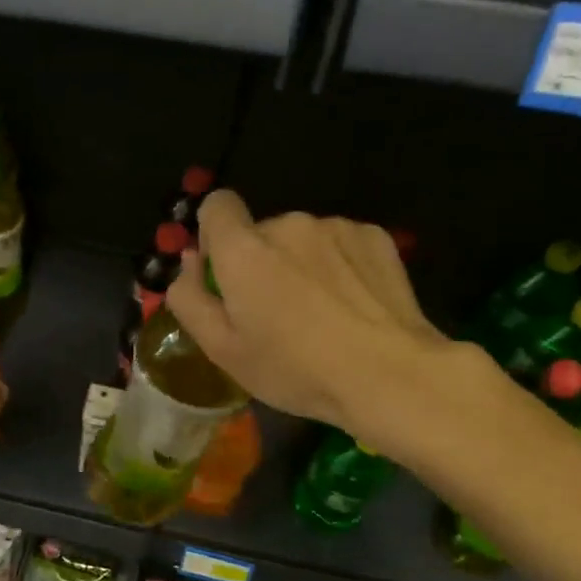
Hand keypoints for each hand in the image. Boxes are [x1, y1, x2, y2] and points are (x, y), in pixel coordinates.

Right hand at [164, 190, 469, 456]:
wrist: (390, 375)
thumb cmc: (295, 369)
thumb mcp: (222, 349)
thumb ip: (189, 299)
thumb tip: (190, 261)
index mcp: (243, 249)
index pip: (216, 205)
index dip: (214, 235)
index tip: (225, 275)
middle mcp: (287, 224)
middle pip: (259, 232)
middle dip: (259, 262)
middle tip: (276, 315)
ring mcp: (335, 227)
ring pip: (300, 240)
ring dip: (298, 264)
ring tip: (320, 314)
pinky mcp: (374, 236)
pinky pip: (338, 244)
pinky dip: (336, 266)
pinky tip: (351, 305)